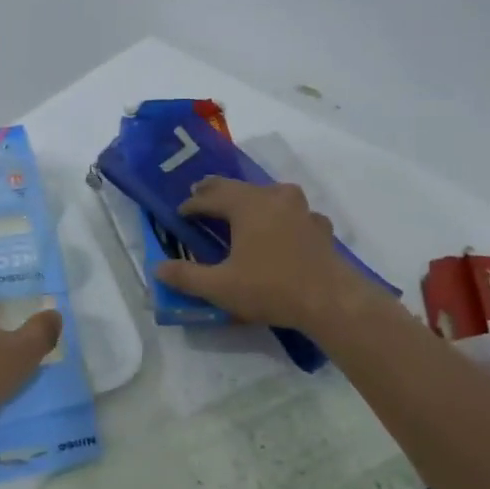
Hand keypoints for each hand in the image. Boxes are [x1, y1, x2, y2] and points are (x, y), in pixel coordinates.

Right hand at [153, 177, 371, 333]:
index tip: (179, 213)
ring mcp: (301, 210)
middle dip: (217, 192)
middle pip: (239, 187)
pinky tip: (281, 229)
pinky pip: (292, 213)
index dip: (192, 204)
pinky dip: (279, 216)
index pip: (210, 197)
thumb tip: (157, 268)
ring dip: (250, 199)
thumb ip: (186, 277)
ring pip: (268, 194)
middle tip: (200, 195)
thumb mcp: (220, 287)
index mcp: (247, 204)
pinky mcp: (319, 227)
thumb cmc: (271, 288)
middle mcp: (274, 197)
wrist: (331, 301)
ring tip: (239, 208)